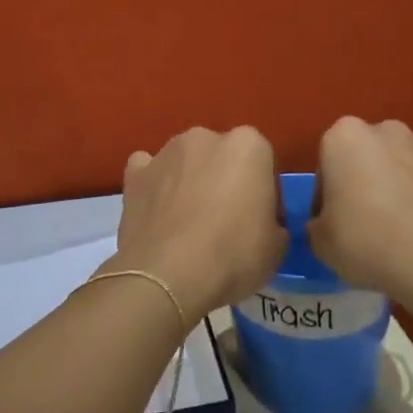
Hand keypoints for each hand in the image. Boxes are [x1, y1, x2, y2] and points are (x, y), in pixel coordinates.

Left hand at [105, 126, 286, 318]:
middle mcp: (206, 137)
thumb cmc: (233, 255)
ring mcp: (166, 152)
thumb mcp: (276, 247)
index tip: (261, 220)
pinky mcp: (135, 174)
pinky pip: (148, 171)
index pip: (264, 163)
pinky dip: (153, 185)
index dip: (264, 192)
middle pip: (222, 156)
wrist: (169, 276)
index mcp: (248, 145)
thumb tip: (264, 225)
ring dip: (189, 180)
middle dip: (225, 180)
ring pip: (185, 161)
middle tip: (225, 221)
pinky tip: (157, 211)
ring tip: (187, 222)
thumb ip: (274, 222)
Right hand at [310, 117, 412, 300]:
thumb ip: (318, 224)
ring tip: (388, 232)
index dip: (324, 198)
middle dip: (358, 184)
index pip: (325, 165)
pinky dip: (412, 202)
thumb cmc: (363, 237)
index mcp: (343, 136)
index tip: (329, 224)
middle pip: (361, 159)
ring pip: (392, 170)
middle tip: (356, 224)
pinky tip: (411, 234)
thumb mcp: (319, 240)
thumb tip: (327, 224)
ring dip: (387, 191)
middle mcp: (383, 131)